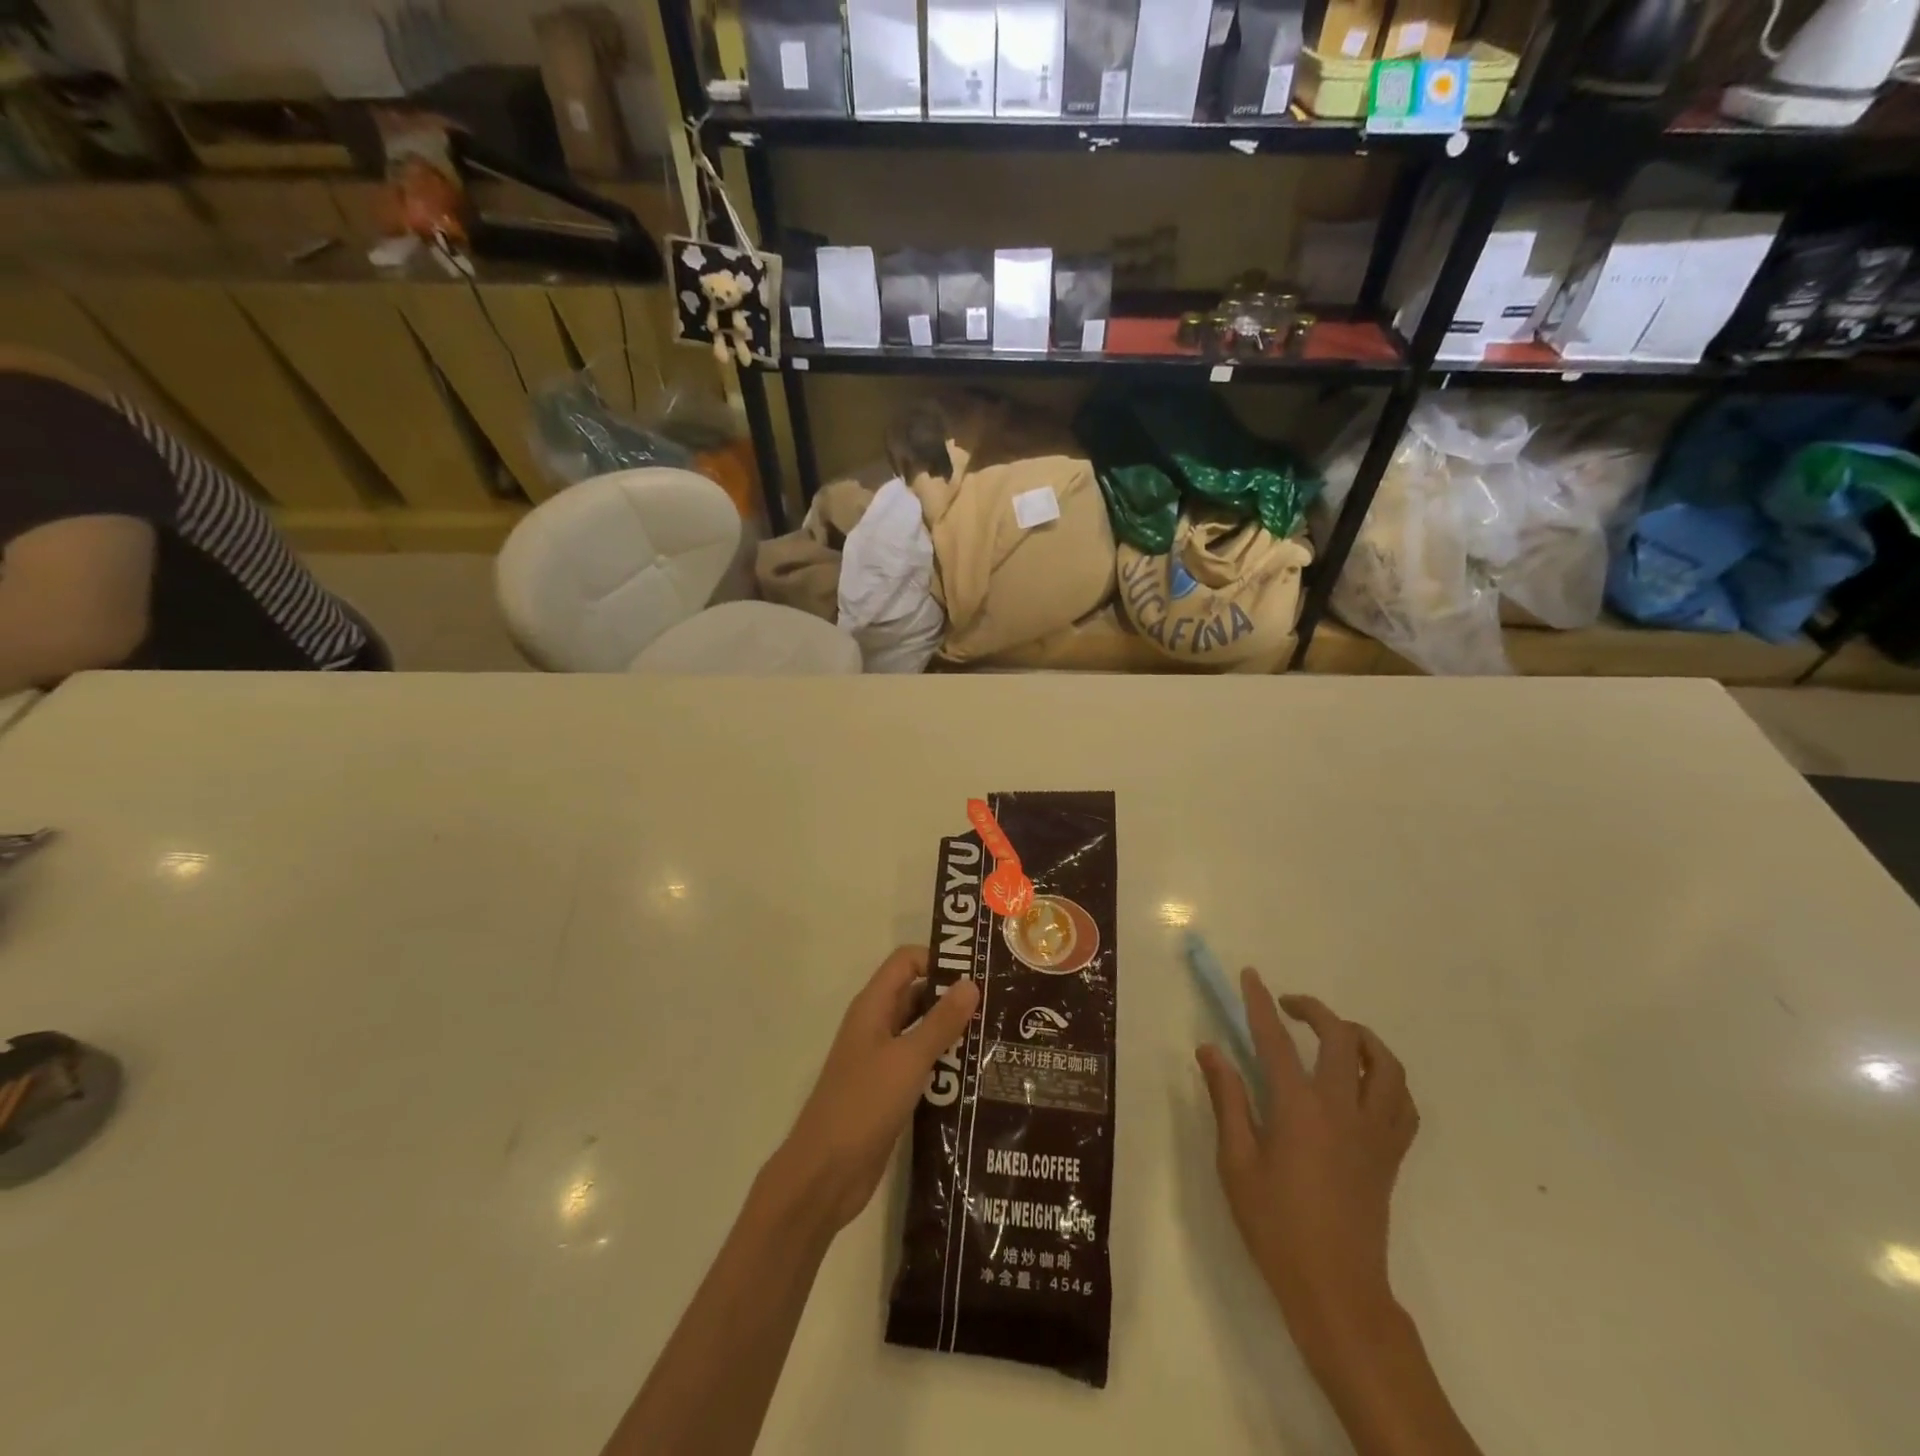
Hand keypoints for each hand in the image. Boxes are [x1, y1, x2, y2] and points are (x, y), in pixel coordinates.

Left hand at [774, 946, 979, 1233]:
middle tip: (997, 1004)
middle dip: (954, 996)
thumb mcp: (908, 1059)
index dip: (938, 959)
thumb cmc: (863, 1104)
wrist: (825, 1174)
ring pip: (922, 1031)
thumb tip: (971, 982)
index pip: (906, 962)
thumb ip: (940, 1021)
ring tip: (997, 1037)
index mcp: (873, 1007)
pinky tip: (977, 1075)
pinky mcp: (889, 1091)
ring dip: (953, 1032)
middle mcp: (877, 1026)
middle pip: (917, 994)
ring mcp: (882, 1060)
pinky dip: (945, 1064)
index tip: (977, 972)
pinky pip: (922, 1064)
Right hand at [1196, 971, 1418, 1374]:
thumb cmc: (1275, 1225)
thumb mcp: (1235, 1162)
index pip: (1276, 1040)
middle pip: (1340, 1039)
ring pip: (1385, 1065)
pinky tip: (1366, 1080)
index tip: (1251, 975)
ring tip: (1334, 1034)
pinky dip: (1387, 1078)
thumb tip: (1210, 1049)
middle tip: (1287, 1006)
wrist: (1336, 1289)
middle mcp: (1343, 1110)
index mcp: (1299, 1109)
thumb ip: (1226, 1099)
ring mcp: (1374, 1132)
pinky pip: (1403, 1102)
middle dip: (1313, 1010)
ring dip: (1360, 1037)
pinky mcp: (1391, 1155)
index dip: (1260, 1003)